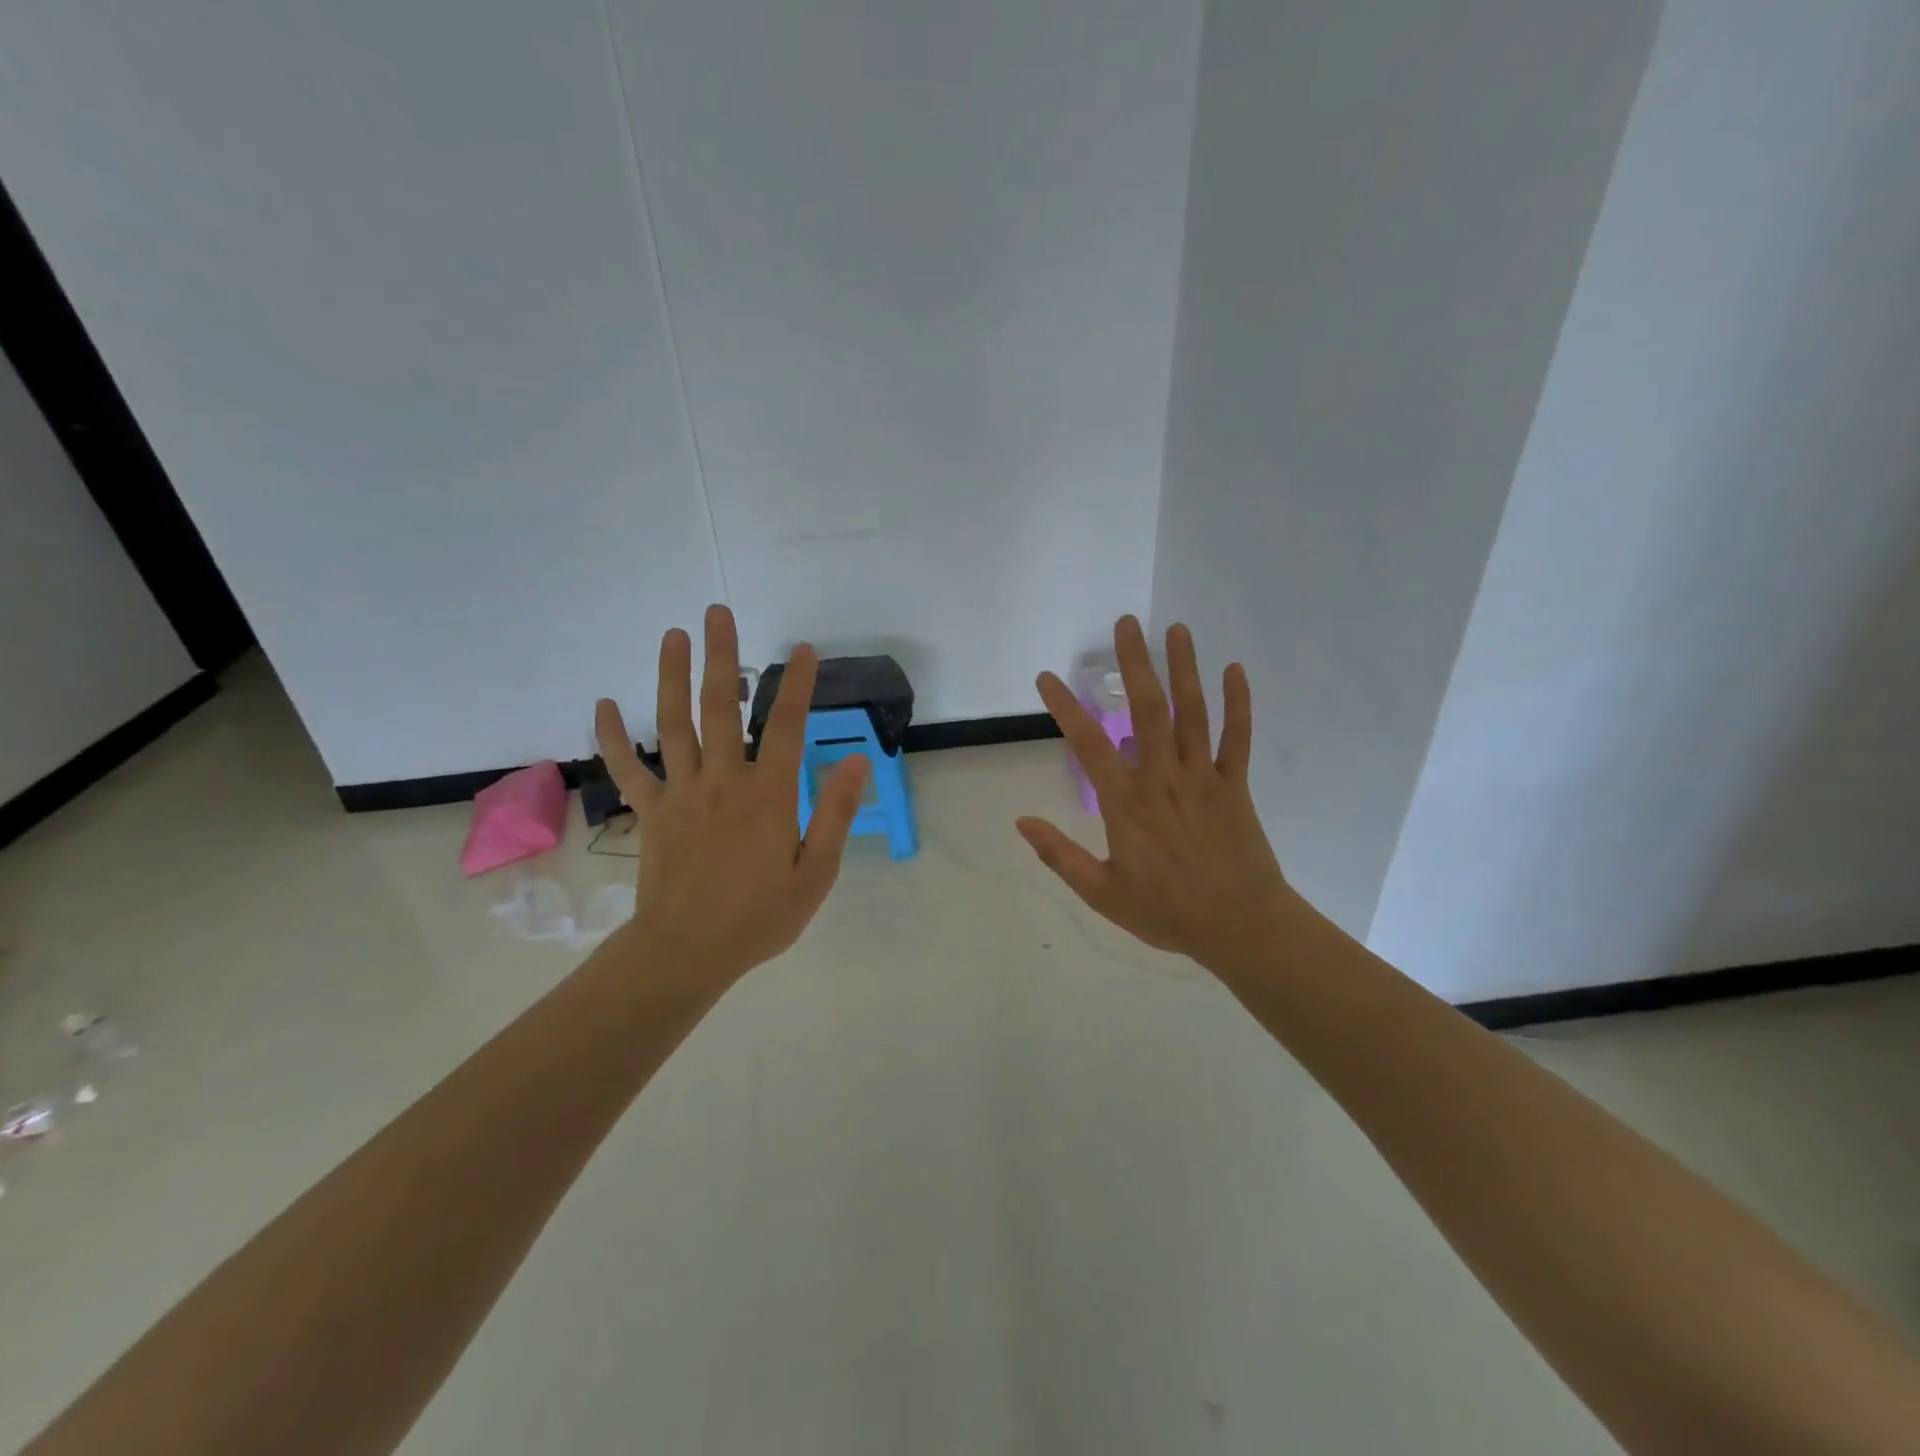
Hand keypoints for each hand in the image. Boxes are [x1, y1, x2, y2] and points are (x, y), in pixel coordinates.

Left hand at [594, 605, 867, 984]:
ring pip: (673, 724)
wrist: (687, 952)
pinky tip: (603, 704)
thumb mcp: (816, 873)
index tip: (803, 649)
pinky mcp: (650, 812)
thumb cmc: (760, 916)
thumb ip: (835, 814)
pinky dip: (612, 737)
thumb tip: (854, 761)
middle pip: (721, 708)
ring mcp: (681, 793)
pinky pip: (629, 768)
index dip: (797, 684)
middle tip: (717, 613)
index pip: (785, 727)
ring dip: (672, 676)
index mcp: (768, 795)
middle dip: (722, 657)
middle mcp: (722, 781)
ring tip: (673, 635)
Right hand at [1017, 616, 1294, 979]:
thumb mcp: (1102, 893)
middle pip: (1147, 710)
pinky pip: (1237, 738)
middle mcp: (1163, 778)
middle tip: (1126, 624)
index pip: (1088, 744)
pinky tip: (1235, 670)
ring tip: (1177, 629)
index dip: (1066, 708)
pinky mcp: (1235, 785)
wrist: (1242, 927)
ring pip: (1192, 713)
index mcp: (1126, 802)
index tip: (1046, 678)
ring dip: (1184, 668)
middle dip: (1135, 664)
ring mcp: (1203, 777)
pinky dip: (1238, 704)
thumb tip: (1022, 822)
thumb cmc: (1167, 912)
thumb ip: (1060, 856)